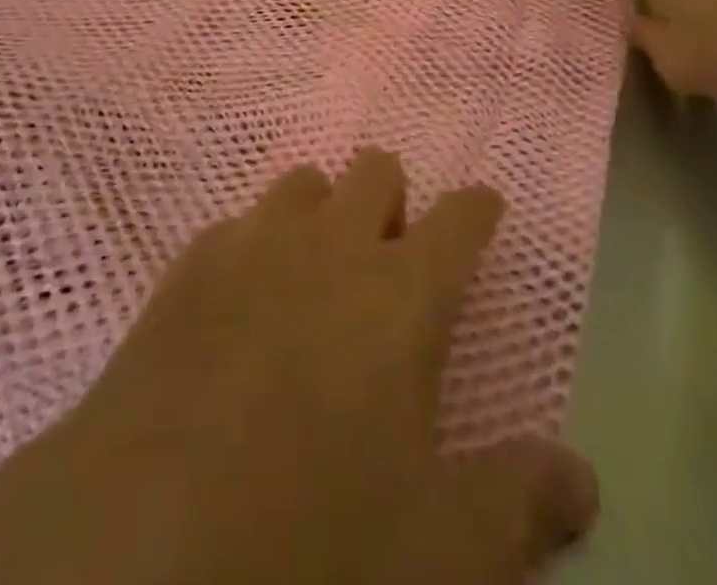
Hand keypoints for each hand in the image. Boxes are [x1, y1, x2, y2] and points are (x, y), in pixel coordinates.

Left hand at [0, 150, 597, 584]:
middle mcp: (331, 245)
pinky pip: (234, 226)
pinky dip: (252, 247)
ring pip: (302, 183)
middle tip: (391, 259)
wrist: (132, 552)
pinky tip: (240, 302)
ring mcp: (253, 247)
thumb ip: (520, 505)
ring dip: (321, 213)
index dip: (478, 208)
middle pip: (375, 169)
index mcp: (401, 293)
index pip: (461, 216)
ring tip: (318, 273)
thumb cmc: (308, 546)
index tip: (483, 212)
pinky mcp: (186, 270)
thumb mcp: (437, 551)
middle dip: (392, 199)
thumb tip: (584, 477)